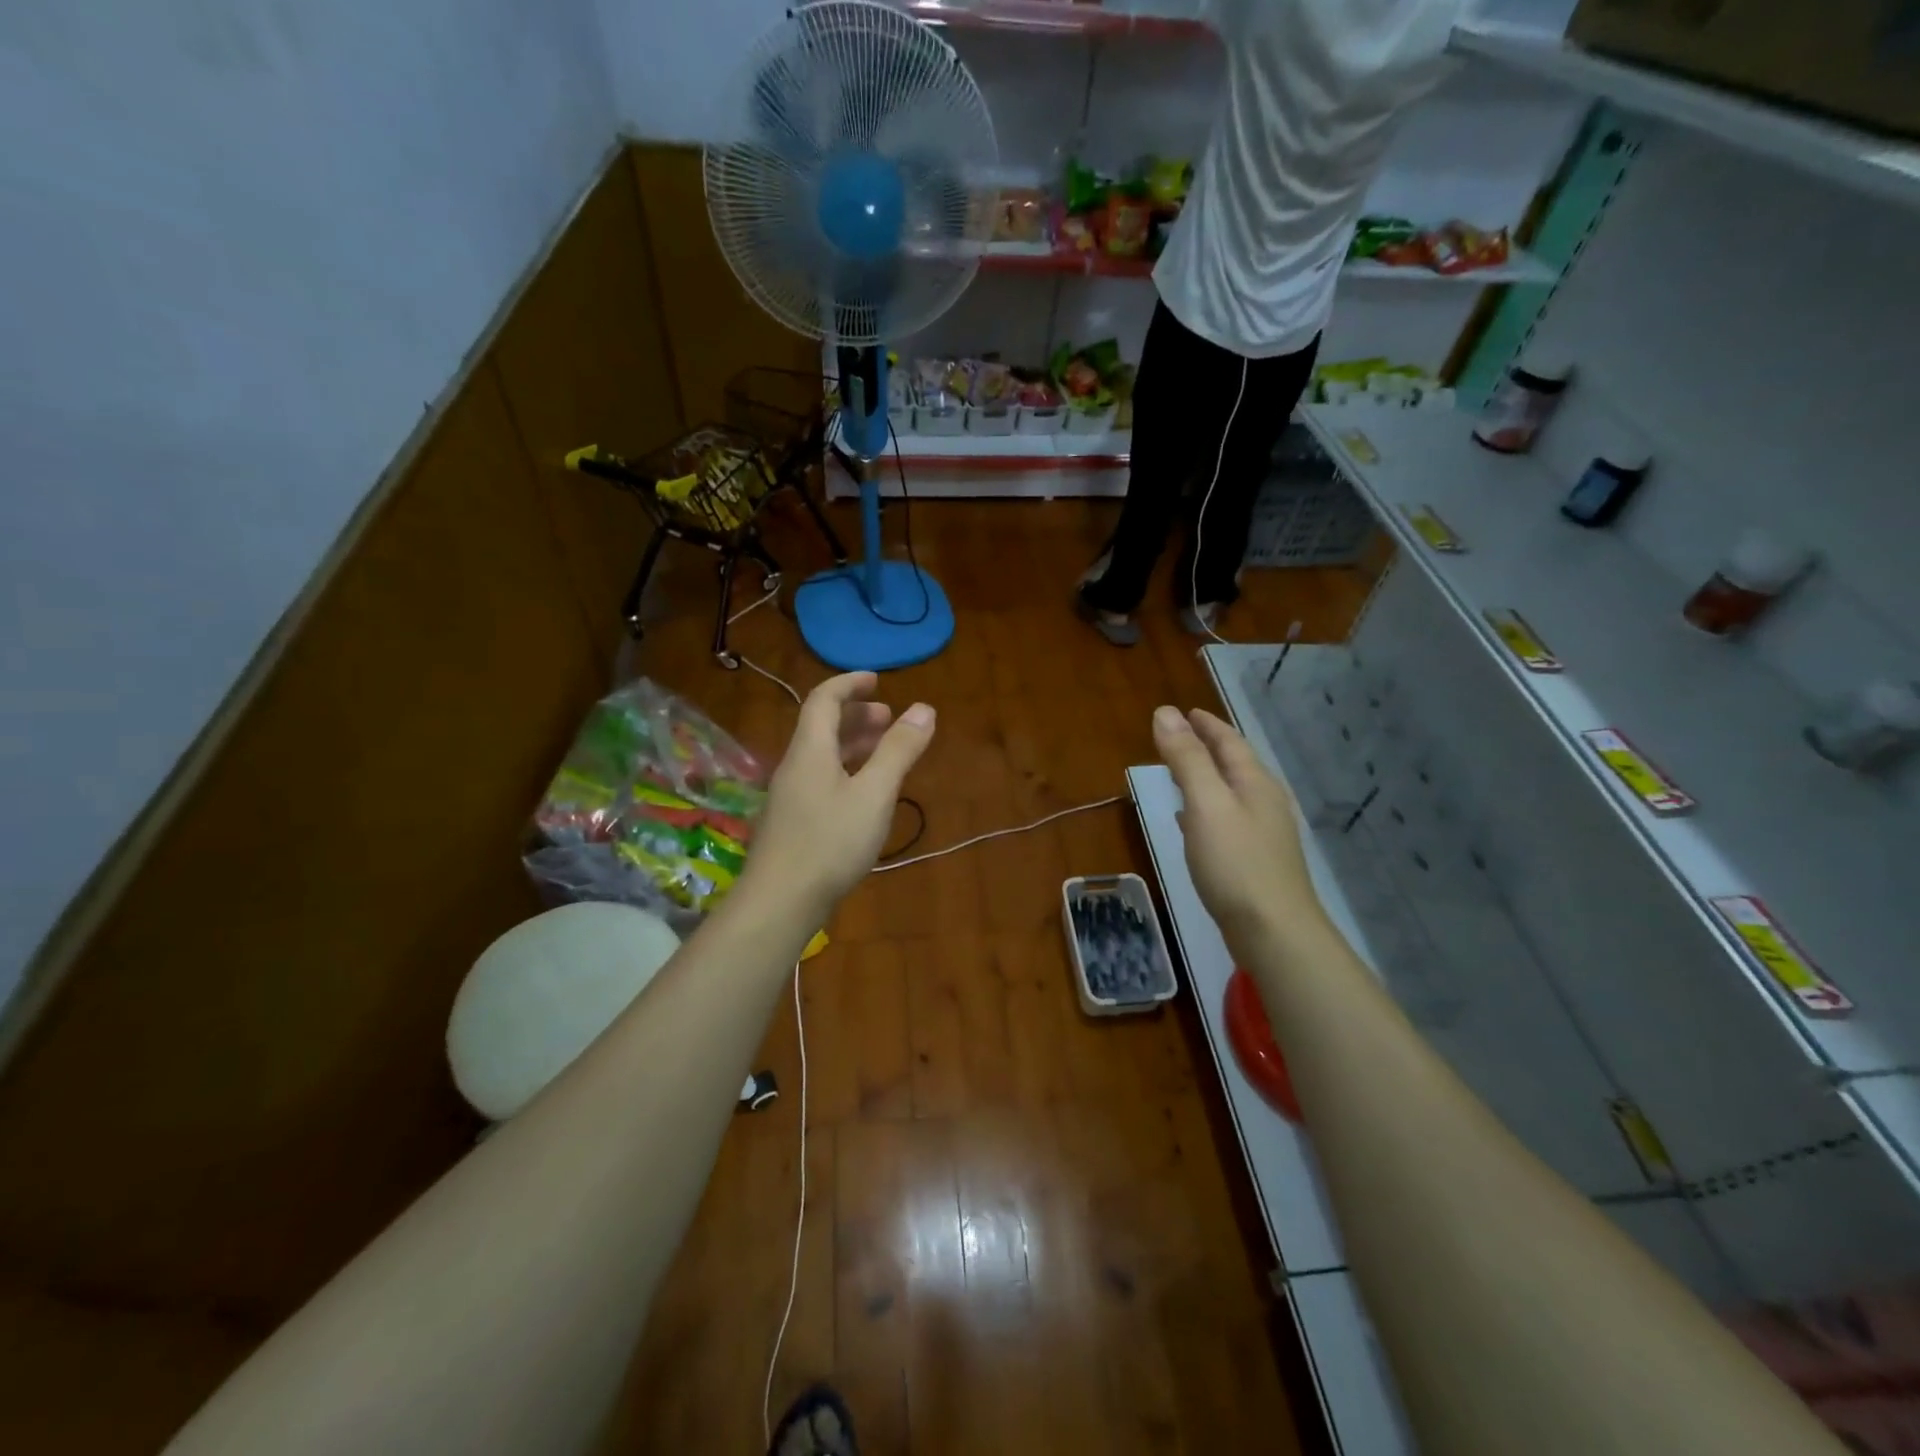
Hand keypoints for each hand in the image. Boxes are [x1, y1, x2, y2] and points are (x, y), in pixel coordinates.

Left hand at [743, 671, 935, 915]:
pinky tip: (863, 794)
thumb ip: (899, 750)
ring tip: (883, 750)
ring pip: (821, 755)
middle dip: (856, 715)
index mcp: (810, 750)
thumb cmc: (830, 842)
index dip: (849, 683)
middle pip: (821, 726)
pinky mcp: (792, 822)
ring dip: (852, 744)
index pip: (823, 699)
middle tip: (888, 718)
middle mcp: (795, 766)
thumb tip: (924, 708)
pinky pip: (820, 779)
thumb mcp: (874, 794)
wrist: (779, 902)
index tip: (877, 680)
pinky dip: (845, 770)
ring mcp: (789, 796)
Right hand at [1152, 705, 1325, 951]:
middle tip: (1182, 736)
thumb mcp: (1206, 804)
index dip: (1207, 725)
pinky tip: (1192, 823)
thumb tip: (1166, 712)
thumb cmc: (1236, 863)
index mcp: (1255, 784)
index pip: (1229, 742)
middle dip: (1209, 747)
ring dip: (1207, 778)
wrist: (1274, 931)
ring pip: (1232, 793)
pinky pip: (1228, 820)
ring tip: (1183, 773)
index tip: (1186, 712)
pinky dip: (1207, 810)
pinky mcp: (1256, 861)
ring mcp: (1265, 834)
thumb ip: (1186, 758)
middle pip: (1235, 765)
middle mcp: (1265, 803)